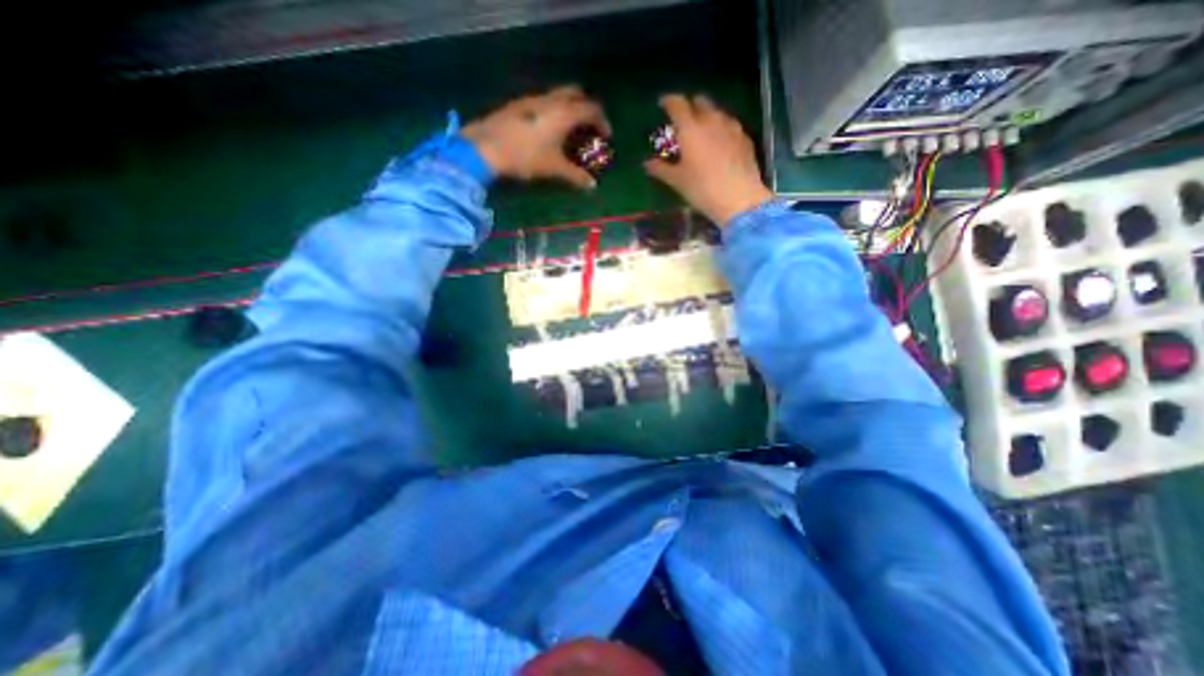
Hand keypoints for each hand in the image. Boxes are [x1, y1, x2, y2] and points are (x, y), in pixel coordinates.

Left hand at [463, 83, 613, 190]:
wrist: (486, 147)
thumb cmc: (526, 156)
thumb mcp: (554, 168)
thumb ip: (575, 176)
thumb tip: (592, 186)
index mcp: (564, 113)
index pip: (592, 109)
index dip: (602, 122)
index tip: (606, 136)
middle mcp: (550, 100)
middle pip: (576, 93)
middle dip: (586, 107)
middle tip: (589, 127)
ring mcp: (532, 99)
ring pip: (558, 96)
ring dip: (568, 108)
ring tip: (569, 131)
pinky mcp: (518, 105)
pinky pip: (543, 102)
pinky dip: (553, 111)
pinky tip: (547, 131)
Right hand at [649, 92, 769, 224]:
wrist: (739, 199)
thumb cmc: (702, 189)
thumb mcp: (677, 181)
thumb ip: (661, 169)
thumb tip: (647, 163)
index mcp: (690, 128)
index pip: (677, 104)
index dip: (669, 101)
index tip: (663, 103)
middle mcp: (711, 120)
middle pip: (700, 102)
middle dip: (690, 106)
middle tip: (683, 119)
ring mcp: (731, 127)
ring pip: (717, 112)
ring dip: (707, 116)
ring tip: (702, 130)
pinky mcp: (745, 138)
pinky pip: (730, 125)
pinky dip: (721, 128)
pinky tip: (720, 142)